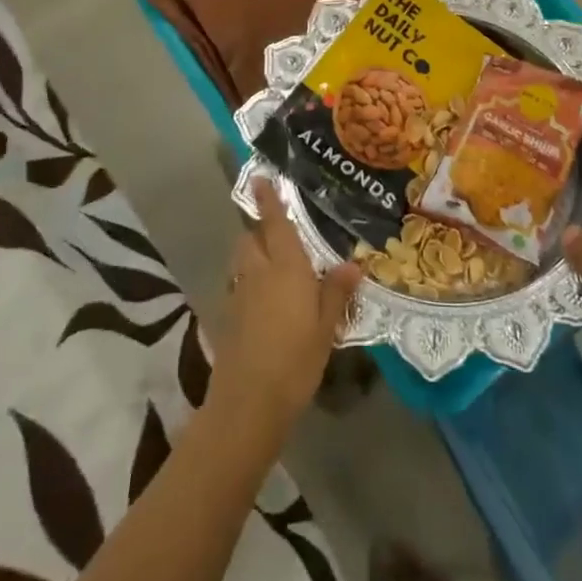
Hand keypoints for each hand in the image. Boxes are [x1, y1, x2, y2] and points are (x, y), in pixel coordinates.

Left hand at [209, 181, 360, 436]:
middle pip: (250, 239)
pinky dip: (248, 282)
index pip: (275, 223)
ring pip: (242, 261)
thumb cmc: (295, 360)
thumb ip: (336, 292)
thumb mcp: (326, 327)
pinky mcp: (229, 318)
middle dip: (259, 229)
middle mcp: (258, 272)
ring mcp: (239, 295)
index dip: (267, 199)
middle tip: (277, 230)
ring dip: (252, 254)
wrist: (248, 403)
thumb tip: (352, 263)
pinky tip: (264, 300)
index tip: (260, 177)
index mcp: (285, 267)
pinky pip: (239, 286)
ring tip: (273, 264)